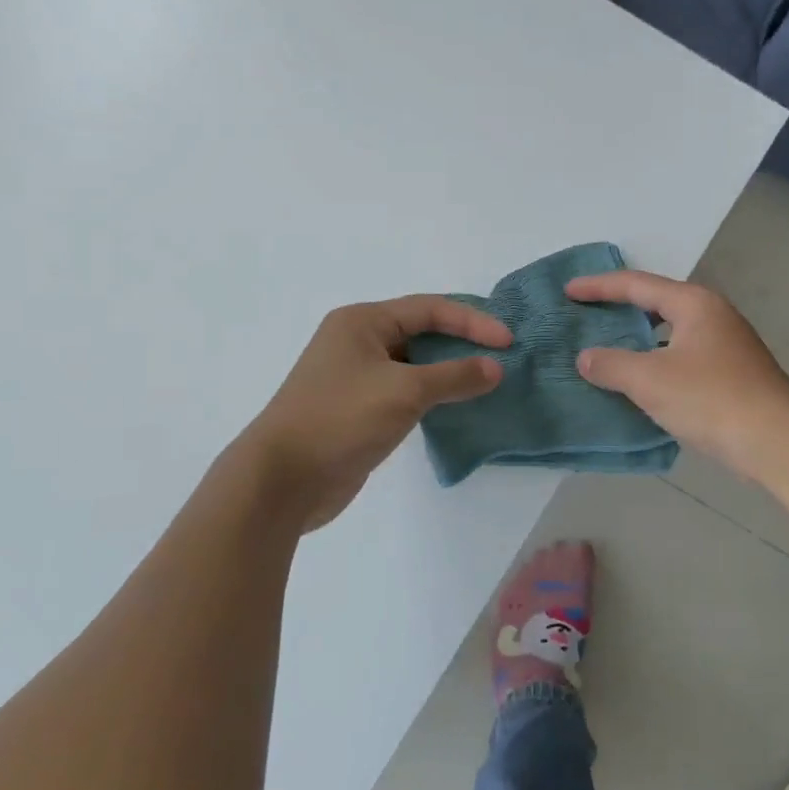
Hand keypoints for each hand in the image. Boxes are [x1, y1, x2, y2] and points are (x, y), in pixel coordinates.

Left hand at [231, 296, 509, 533]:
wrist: (281, 481)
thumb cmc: (341, 419)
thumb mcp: (404, 391)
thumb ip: (454, 376)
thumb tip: (494, 368)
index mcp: (363, 321)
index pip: (429, 309)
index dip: (472, 321)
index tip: (507, 342)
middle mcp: (357, 341)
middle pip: (421, 332)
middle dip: (462, 343)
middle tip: (501, 358)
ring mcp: (355, 377)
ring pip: (414, 364)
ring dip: (448, 371)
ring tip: (486, 382)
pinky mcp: (357, 410)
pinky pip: (404, 391)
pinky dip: (432, 395)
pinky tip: (455, 407)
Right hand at [565, 271, 788, 481]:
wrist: (778, 442)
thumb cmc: (711, 399)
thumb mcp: (650, 380)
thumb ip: (611, 364)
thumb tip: (586, 357)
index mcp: (693, 303)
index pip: (636, 284)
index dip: (598, 287)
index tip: (567, 292)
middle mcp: (712, 314)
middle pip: (656, 302)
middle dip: (620, 308)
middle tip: (586, 315)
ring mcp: (726, 344)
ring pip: (671, 332)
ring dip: (639, 338)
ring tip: (608, 347)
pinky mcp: (732, 373)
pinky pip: (682, 355)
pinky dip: (656, 361)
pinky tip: (642, 382)